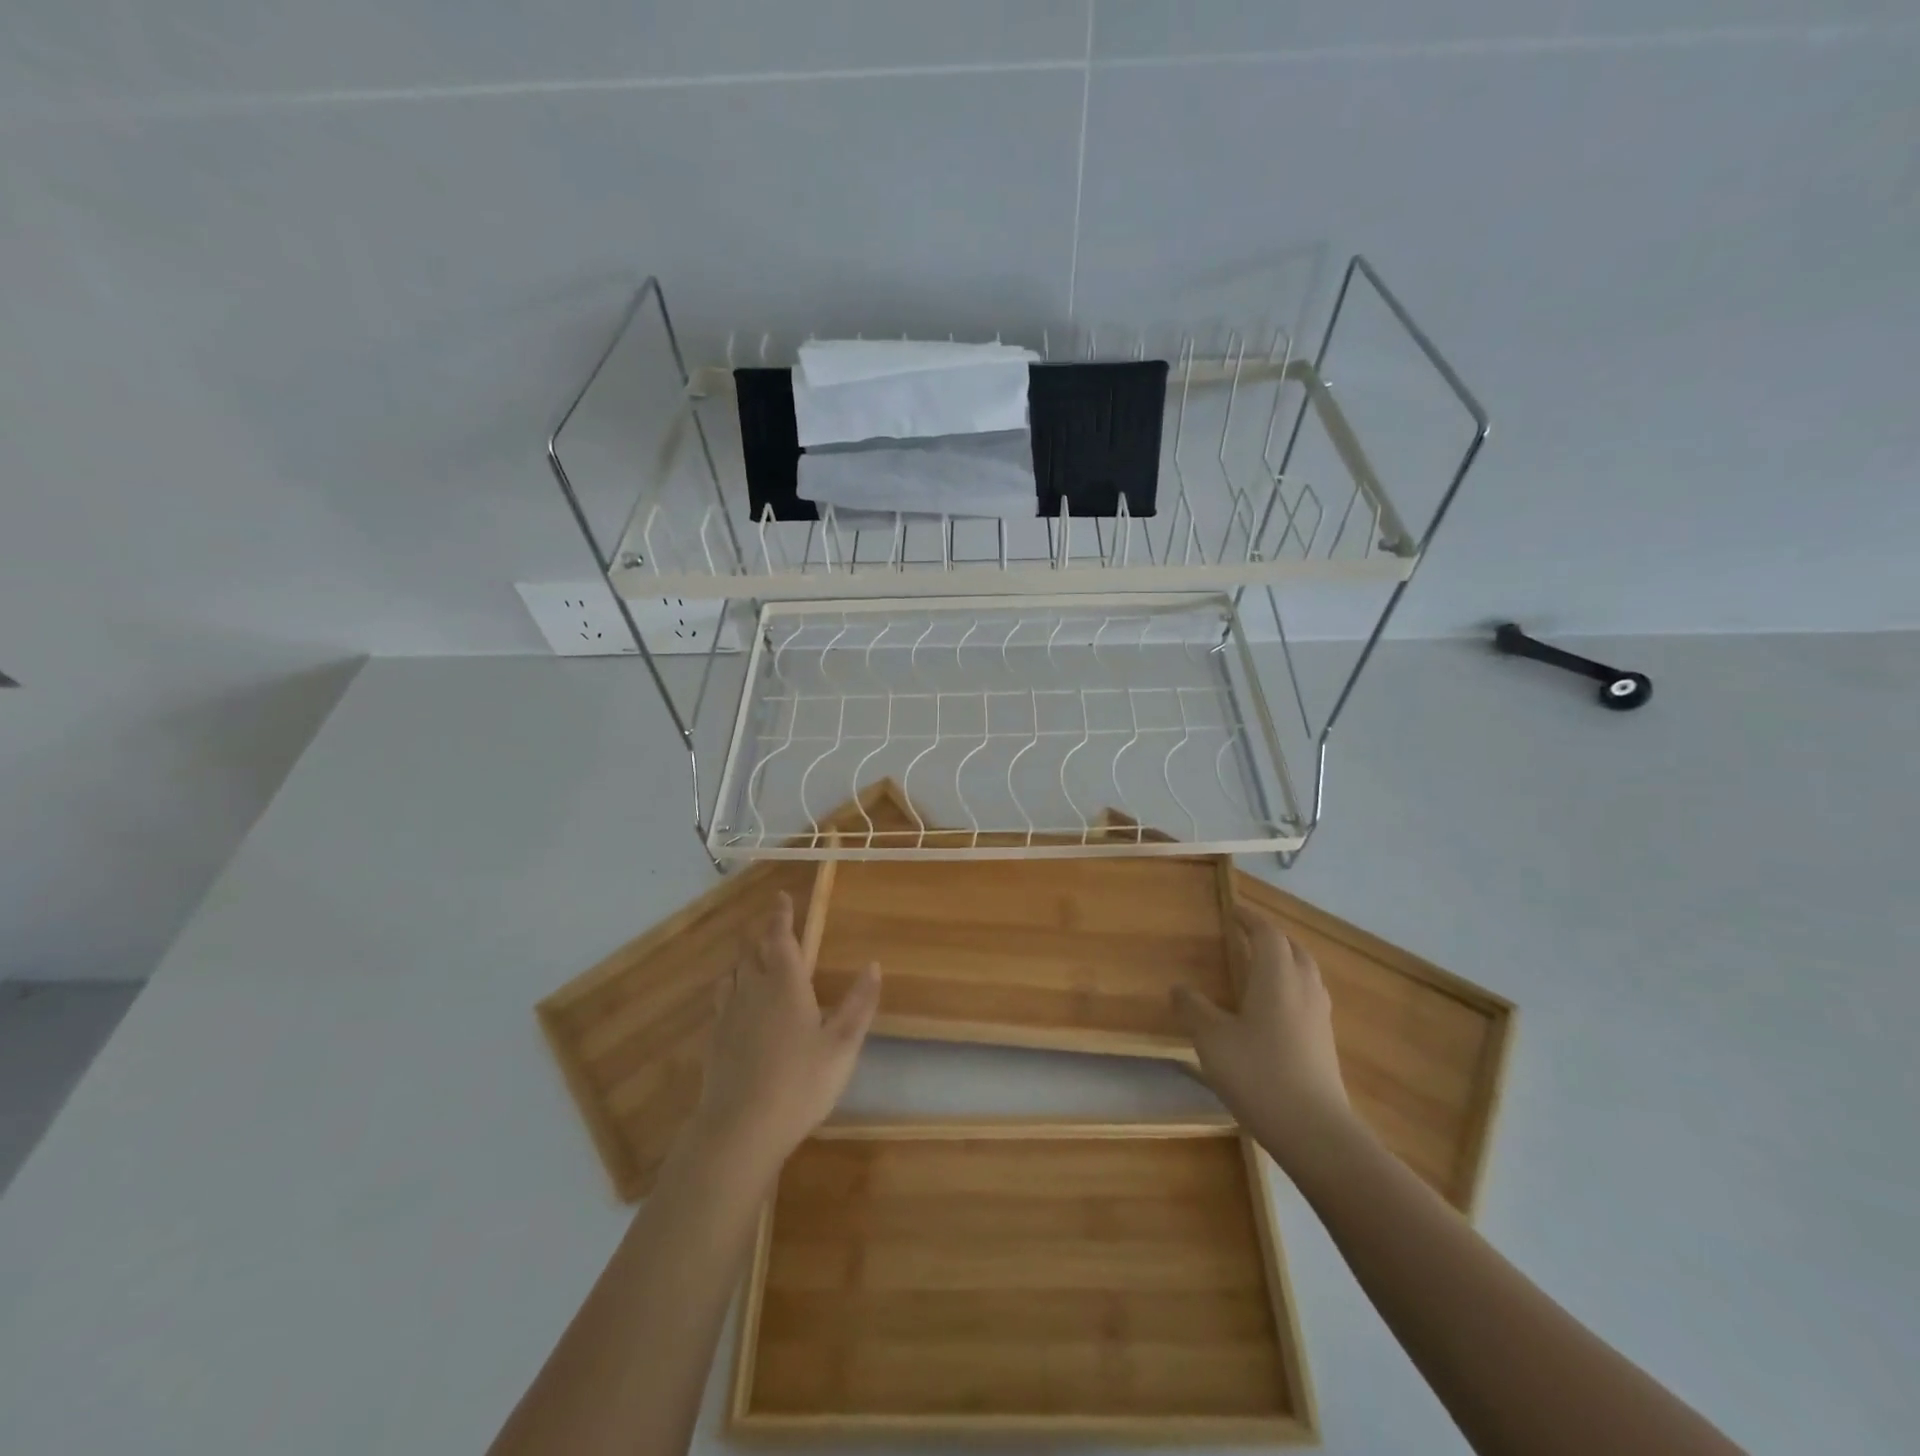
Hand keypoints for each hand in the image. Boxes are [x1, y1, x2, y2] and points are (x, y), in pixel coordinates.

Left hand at [687, 891, 880, 1179]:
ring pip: (734, 973)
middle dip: (764, 934)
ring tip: (754, 958)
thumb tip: (873, 965)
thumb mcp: (842, 1045)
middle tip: (773, 925)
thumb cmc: (800, 1083)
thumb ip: (859, 1003)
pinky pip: (722, 999)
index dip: (781, 915)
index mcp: (785, 984)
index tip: (782, 897)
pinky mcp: (714, 1040)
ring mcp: (729, 1015)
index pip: (780, 937)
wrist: (740, 1129)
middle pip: (753, 951)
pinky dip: (732, 988)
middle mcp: (753, 990)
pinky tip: (737, 1004)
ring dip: (745, 959)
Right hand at [1173, 906, 1358, 1173]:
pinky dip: (1292, 987)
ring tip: (1263, 966)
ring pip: (1306, 973)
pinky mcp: (1325, 1042)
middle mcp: (1303, 988)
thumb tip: (1179, 987)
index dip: (1250, 919)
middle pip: (1293, 949)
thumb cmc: (1258, 1073)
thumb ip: (1194, 1009)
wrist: (1314, 1131)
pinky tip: (1276, 1009)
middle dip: (1271, 937)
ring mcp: (1319, 1016)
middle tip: (1248, 935)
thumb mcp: (1212, 1039)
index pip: (1267, 933)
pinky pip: (1309, 997)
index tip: (1233, 911)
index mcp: (1277, 976)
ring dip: (1286, 960)